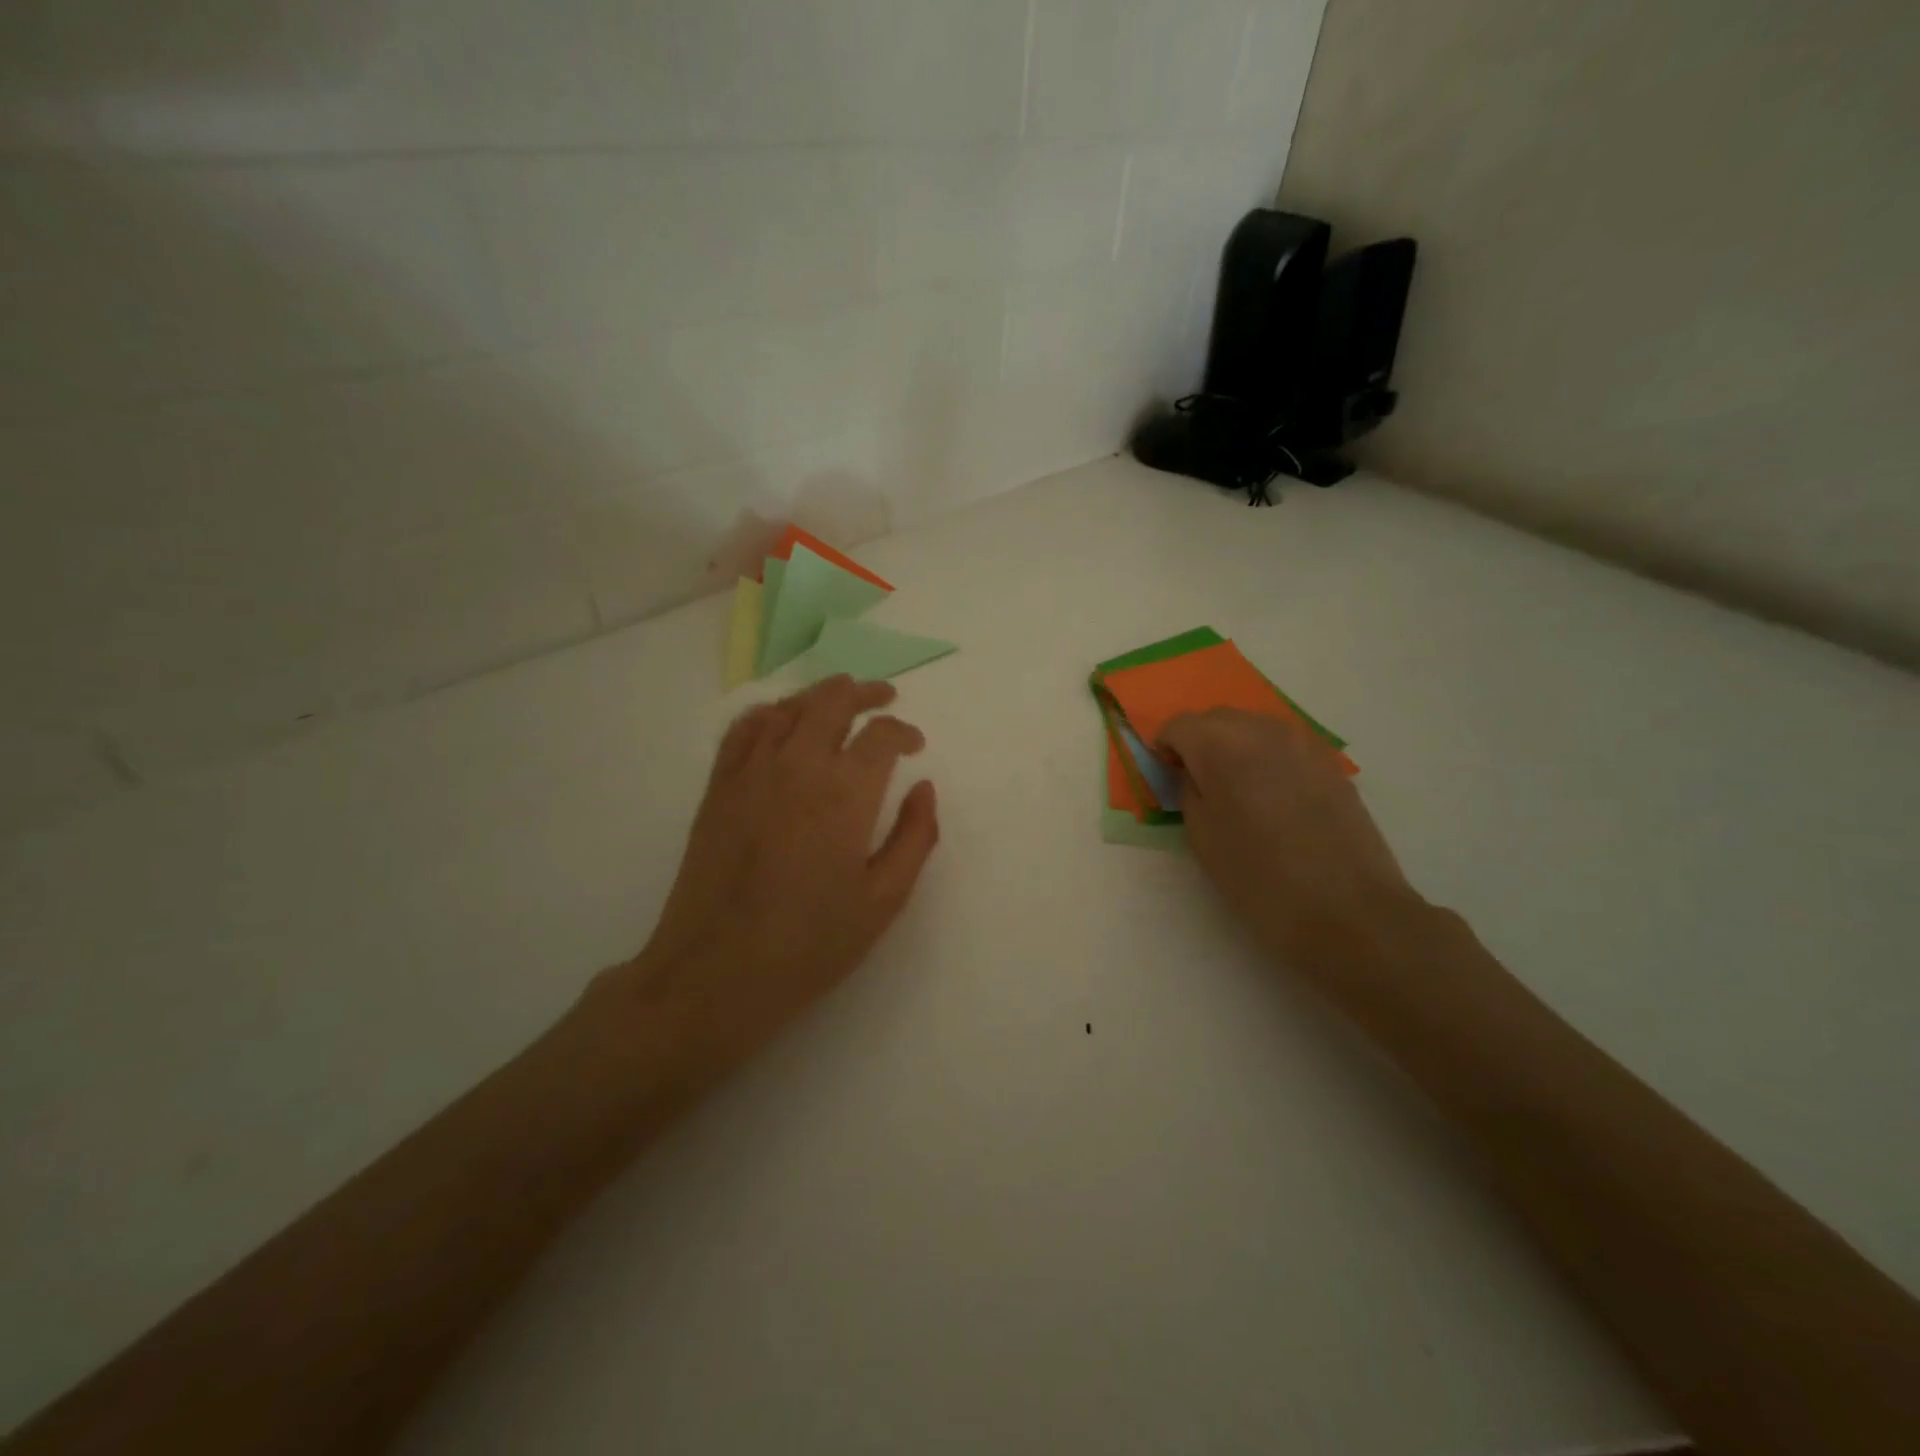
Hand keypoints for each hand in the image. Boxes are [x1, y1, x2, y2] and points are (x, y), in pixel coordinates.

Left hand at [595, 676, 939, 1073]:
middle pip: (833, 701)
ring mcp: (751, 772)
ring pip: (789, 707)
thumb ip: (915, 837)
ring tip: (840, 701)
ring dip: (820, 696)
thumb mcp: (884, 900)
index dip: (903, 732)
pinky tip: (782, 720)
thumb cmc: (811, 943)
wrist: (717, 972)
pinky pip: (743, 729)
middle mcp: (798, 766)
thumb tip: (924, 788)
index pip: (881, 735)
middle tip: (884, 698)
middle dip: (865, 693)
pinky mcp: (718, 787)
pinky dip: (769, 713)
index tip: (915, 745)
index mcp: (846, 793)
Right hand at [1159, 709, 1420, 973]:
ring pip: (1255, 727)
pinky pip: (1286, 746)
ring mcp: (1303, 743)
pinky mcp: (1331, 763)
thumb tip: (1192, 772)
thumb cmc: (1258, 876)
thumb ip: (1188, 790)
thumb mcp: (1201, 835)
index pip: (1179, 725)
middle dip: (1200, 741)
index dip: (1165, 747)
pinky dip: (1268, 759)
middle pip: (1218, 718)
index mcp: (1221, 745)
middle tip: (1198, 781)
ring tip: (1237, 789)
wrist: (1346, 909)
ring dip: (1236, 747)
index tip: (1166, 775)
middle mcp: (1262, 729)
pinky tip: (1273, 797)